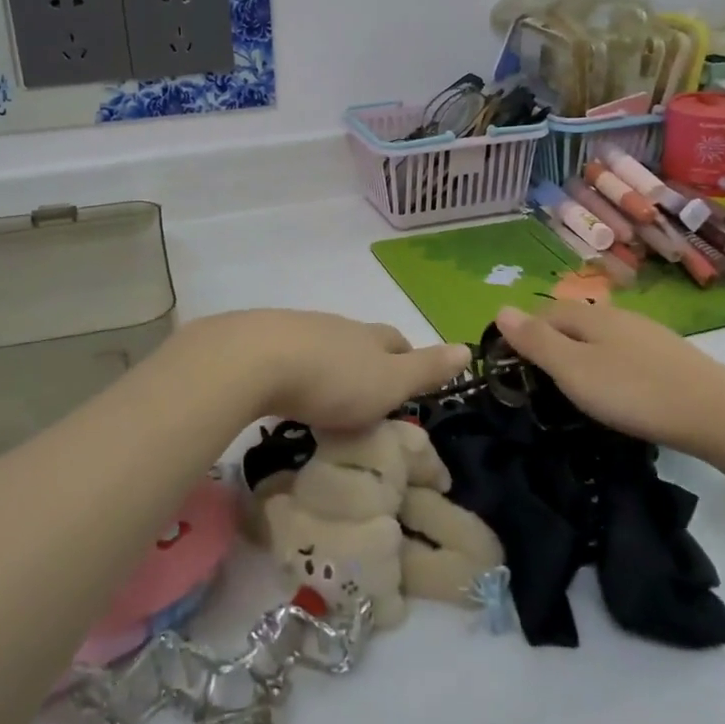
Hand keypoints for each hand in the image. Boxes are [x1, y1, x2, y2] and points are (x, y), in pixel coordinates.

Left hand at [172, 310, 470, 433]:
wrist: (256, 360)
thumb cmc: (333, 378)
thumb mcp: (390, 381)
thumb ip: (426, 369)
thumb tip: (468, 348)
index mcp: (370, 337)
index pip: (397, 342)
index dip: (407, 358)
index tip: (408, 381)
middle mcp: (337, 327)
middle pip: (360, 341)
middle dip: (368, 361)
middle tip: (368, 394)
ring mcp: (298, 330)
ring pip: (324, 345)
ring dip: (330, 365)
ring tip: (327, 396)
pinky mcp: (262, 342)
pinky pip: (289, 355)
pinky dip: (296, 370)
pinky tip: (288, 388)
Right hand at [494, 302, 724, 455]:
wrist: (716, 413)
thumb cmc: (633, 392)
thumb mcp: (573, 370)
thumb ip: (536, 341)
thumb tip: (500, 308)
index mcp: (589, 317)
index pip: (543, 313)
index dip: (523, 333)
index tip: (512, 365)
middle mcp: (617, 316)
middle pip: (572, 321)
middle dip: (552, 341)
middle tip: (540, 380)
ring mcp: (647, 333)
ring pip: (601, 336)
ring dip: (581, 352)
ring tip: (575, 385)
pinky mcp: (670, 355)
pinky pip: (625, 351)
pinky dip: (610, 364)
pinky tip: (618, 387)